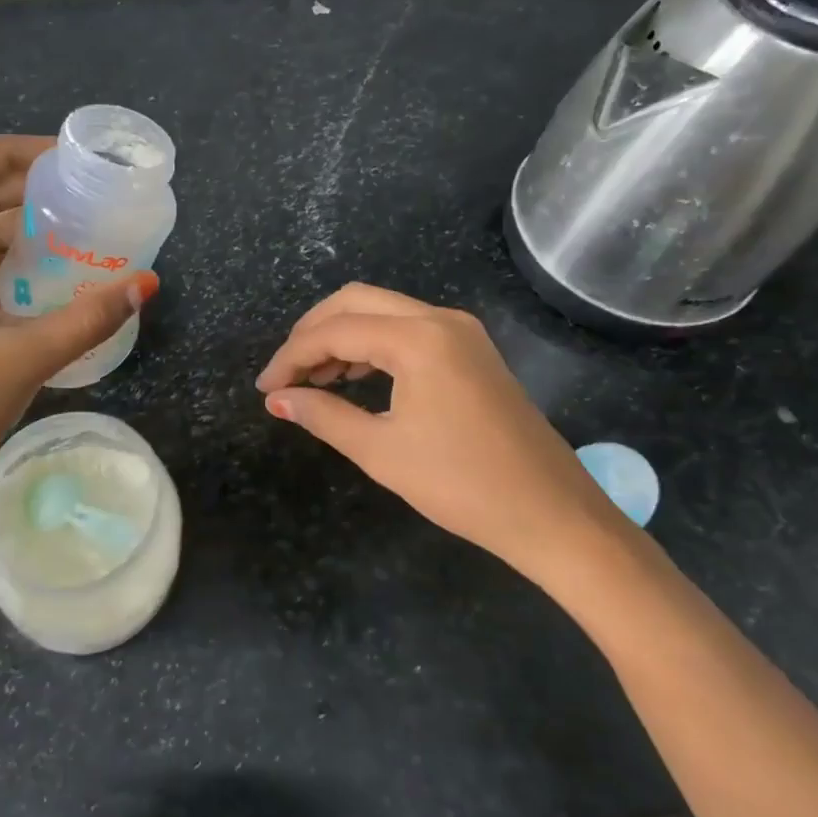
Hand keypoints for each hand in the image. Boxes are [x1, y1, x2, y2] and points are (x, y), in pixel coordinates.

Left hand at [0, 136, 158, 532]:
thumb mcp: (27, 357)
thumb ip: (90, 317)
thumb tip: (145, 282)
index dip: (3, 151)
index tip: (55, 158)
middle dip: (17, 185)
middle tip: (74, 189)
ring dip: (13, 225)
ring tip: (70, 227)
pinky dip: (5, 262)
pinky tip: (45, 279)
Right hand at [255, 284, 624, 578]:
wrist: (552, 514)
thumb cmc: (462, 485)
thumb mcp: (381, 451)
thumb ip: (323, 415)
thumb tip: (277, 399)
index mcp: (417, 338)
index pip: (334, 331)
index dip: (291, 356)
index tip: (265, 388)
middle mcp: (439, 319)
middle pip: (356, 301)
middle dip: (313, 332)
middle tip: (286, 374)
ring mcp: (460, 331)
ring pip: (382, 311)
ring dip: (342, 335)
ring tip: (313, 379)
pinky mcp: (471, 350)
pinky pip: (408, 329)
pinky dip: (373, 344)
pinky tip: (354, 376)